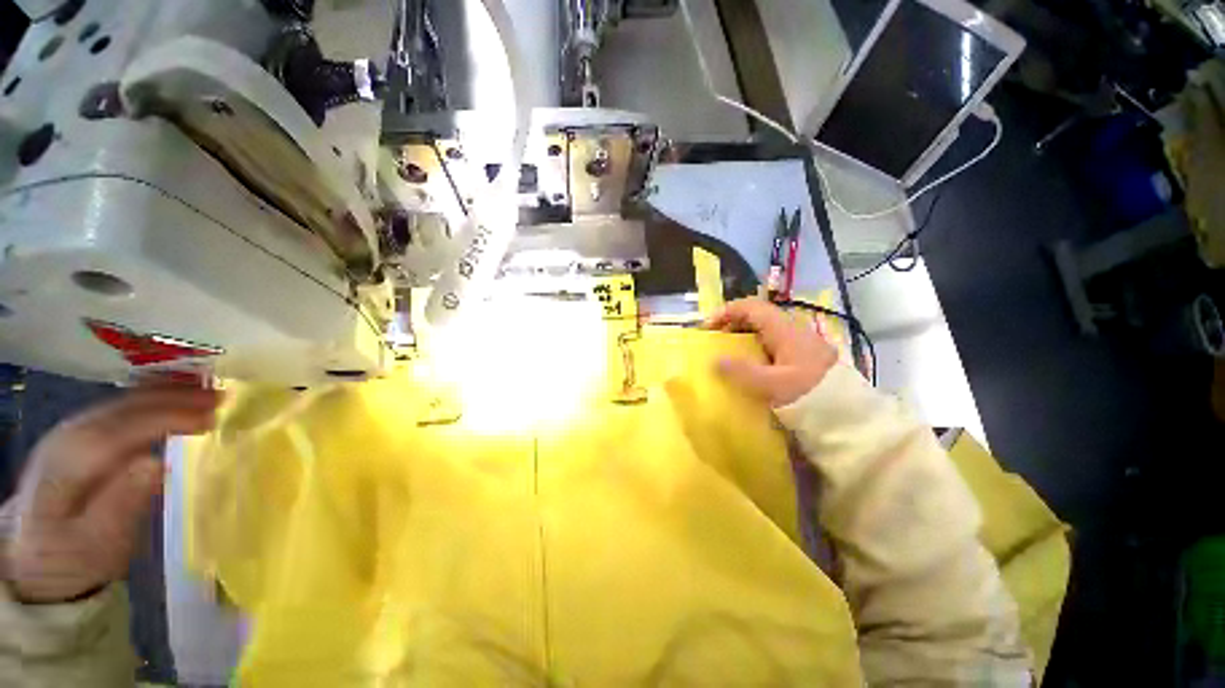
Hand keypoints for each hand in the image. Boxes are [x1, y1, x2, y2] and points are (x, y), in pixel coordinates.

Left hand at [3, 385, 220, 603]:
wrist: (36, 555)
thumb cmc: (72, 558)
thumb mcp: (96, 545)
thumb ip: (121, 505)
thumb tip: (155, 463)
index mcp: (69, 464)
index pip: (123, 429)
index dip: (167, 418)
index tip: (211, 417)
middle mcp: (68, 437)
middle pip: (123, 408)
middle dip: (173, 397)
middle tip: (222, 398)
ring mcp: (71, 432)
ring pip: (123, 402)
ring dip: (167, 393)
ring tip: (208, 393)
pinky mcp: (80, 434)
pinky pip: (121, 407)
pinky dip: (152, 397)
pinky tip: (174, 398)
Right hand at [707, 298, 837, 406]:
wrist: (850, 417)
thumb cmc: (810, 396)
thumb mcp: (774, 386)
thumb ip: (743, 372)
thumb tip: (715, 360)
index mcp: (785, 331)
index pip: (752, 307)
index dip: (727, 311)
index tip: (708, 327)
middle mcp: (793, 332)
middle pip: (757, 317)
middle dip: (732, 325)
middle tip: (715, 341)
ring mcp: (799, 345)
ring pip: (765, 332)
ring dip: (743, 338)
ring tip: (727, 355)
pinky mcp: (803, 359)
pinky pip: (772, 346)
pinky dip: (754, 350)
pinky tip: (750, 367)